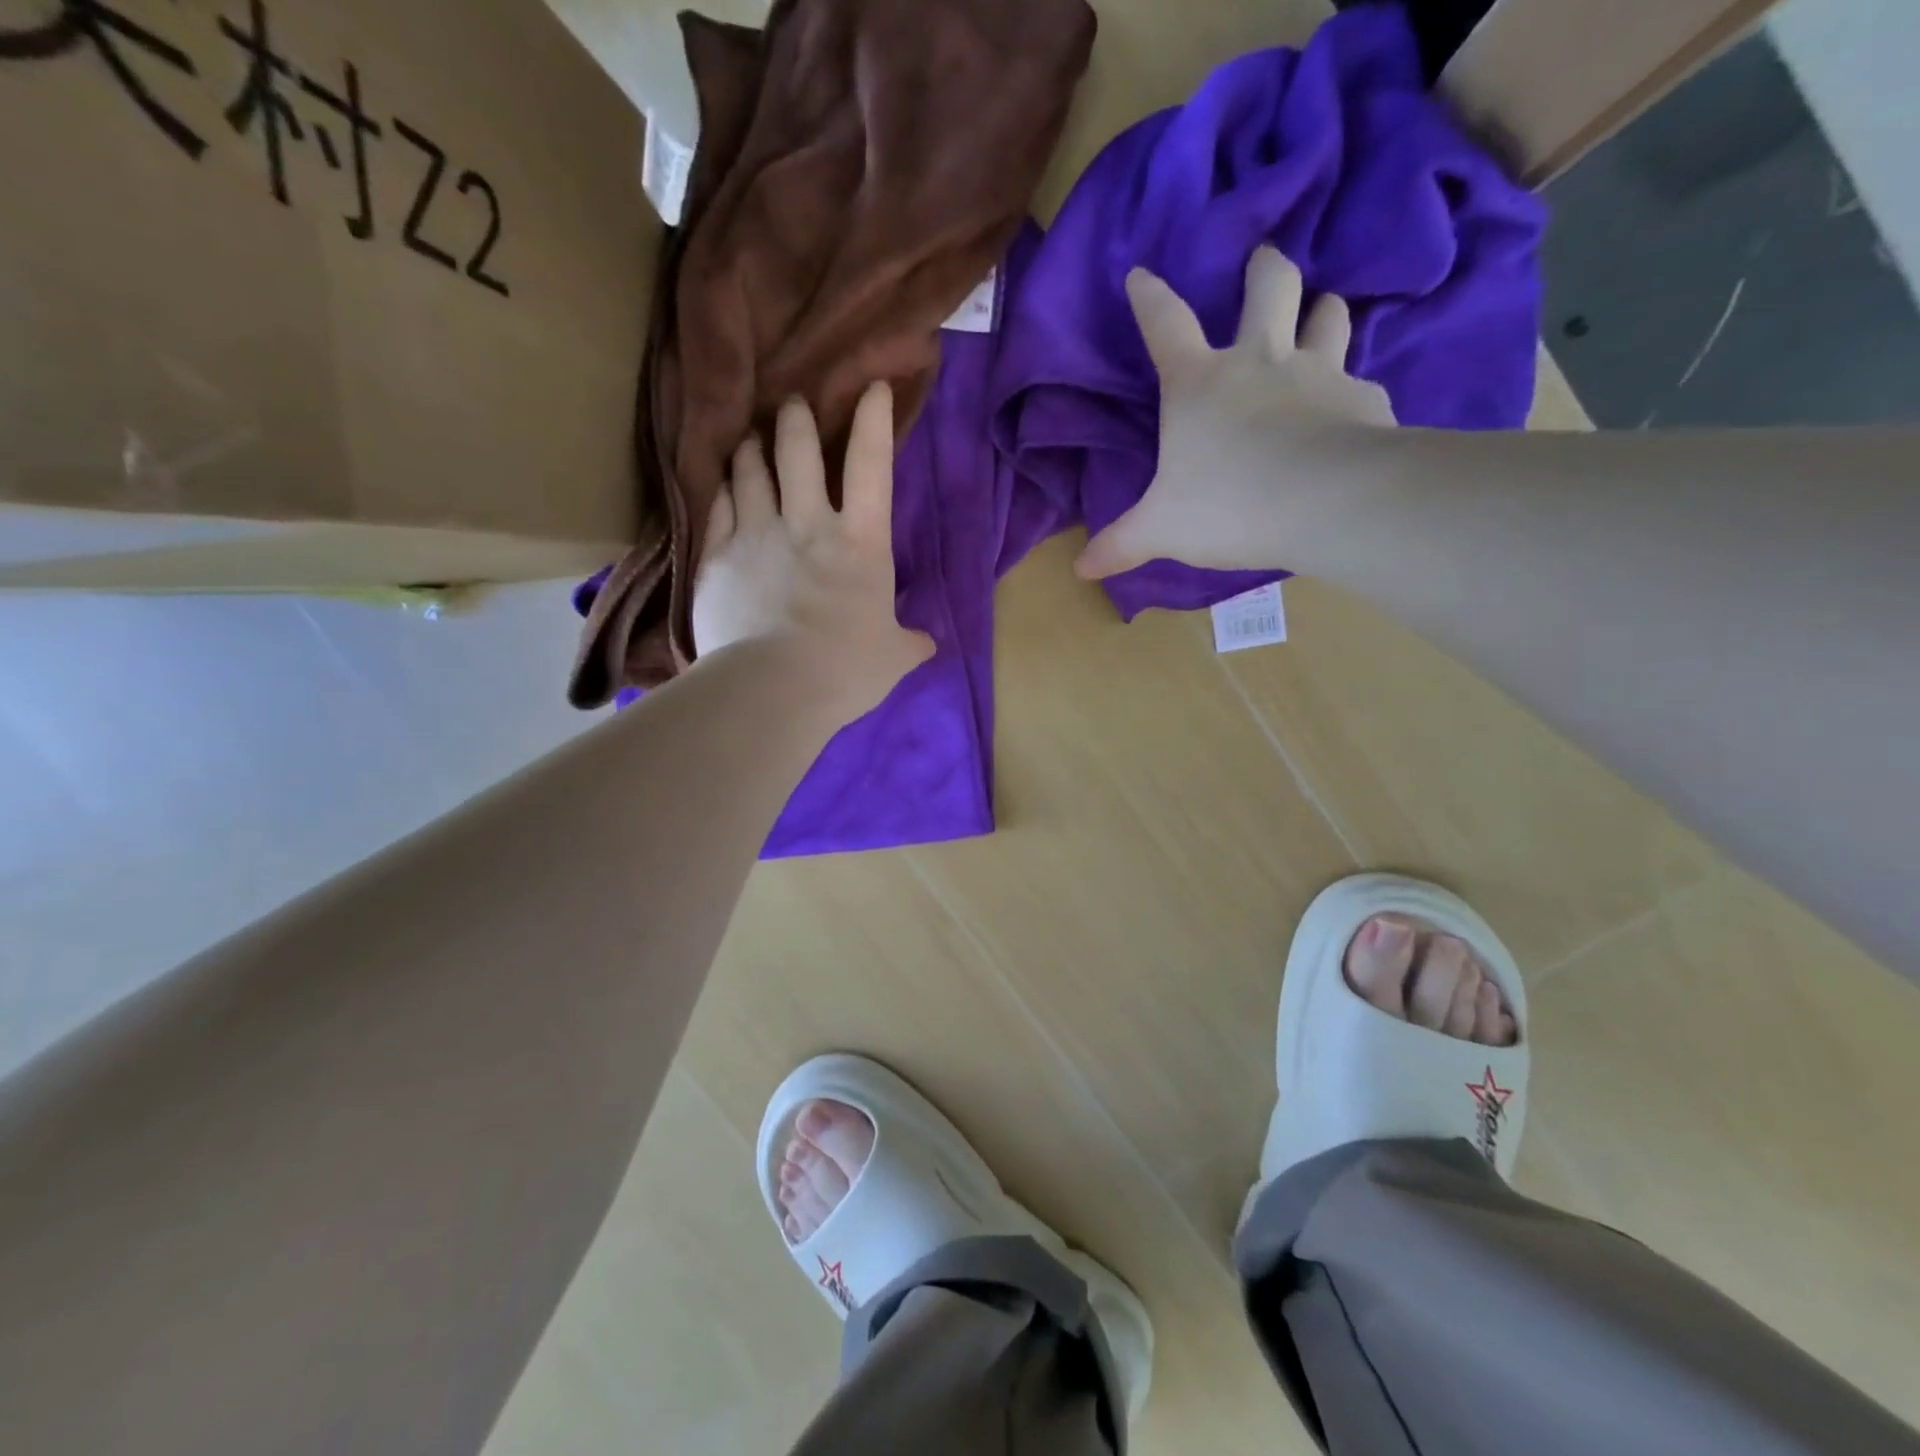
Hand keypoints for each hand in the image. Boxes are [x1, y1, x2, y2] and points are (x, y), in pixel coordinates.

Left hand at [693, 382, 933, 716]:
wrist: (774, 688)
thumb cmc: (847, 669)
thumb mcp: (893, 658)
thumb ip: (909, 643)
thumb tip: (927, 644)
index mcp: (862, 543)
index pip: (872, 466)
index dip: (873, 420)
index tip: (872, 387)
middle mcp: (808, 524)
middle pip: (798, 451)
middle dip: (795, 419)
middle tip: (791, 404)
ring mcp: (757, 535)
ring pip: (751, 471)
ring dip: (752, 449)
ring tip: (750, 438)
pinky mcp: (717, 558)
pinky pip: (717, 507)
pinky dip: (721, 489)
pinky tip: (721, 483)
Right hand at [1076, 247, 1396, 578]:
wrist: (1325, 502)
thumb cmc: (1227, 505)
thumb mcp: (1161, 530)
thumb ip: (1122, 544)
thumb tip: (1081, 568)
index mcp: (1199, 385)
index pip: (1166, 327)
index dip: (1150, 299)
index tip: (1140, 275)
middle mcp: (1260, 363)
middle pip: (1268, 289)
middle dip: (1264, 269)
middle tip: (1262, 261)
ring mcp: (1318, 374)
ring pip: (1327, 317)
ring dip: (1322, 310)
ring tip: (1322, 309)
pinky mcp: (1362, 400)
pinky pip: (1359, 383)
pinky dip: (1352, 390)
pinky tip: (1352, 407)